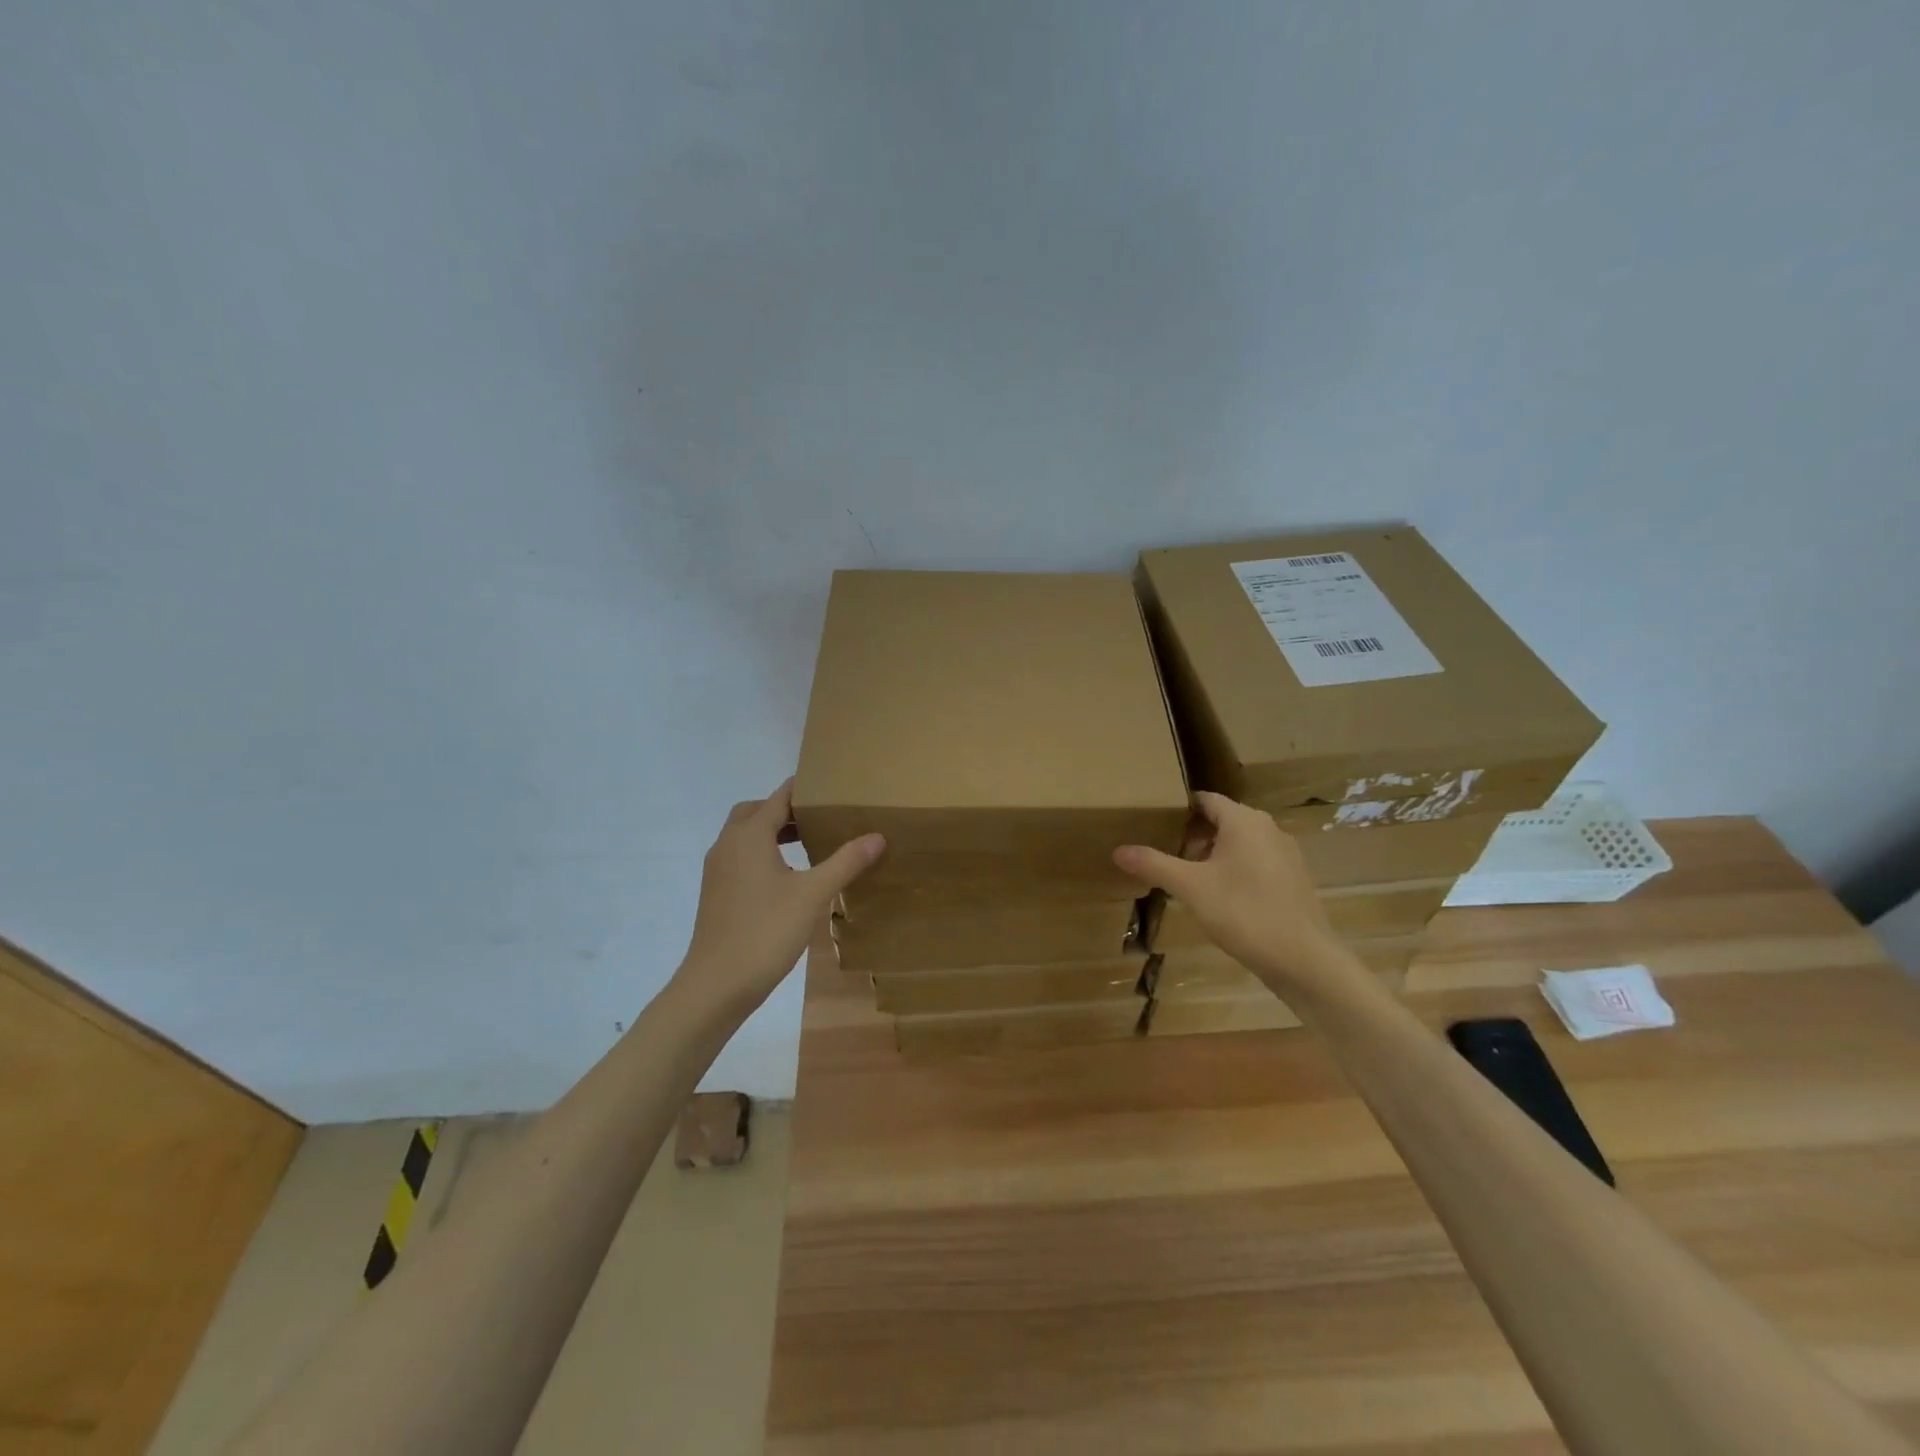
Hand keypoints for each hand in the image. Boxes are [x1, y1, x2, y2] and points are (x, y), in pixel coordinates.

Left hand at [675, 779, 884, 1011]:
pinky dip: (761, 853)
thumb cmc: (766, 931)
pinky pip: (740, 857)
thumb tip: (877, 836)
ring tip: (807, 843)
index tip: (831, 787)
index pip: (778, 797)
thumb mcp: (813, 894)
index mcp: (749, 836)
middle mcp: (728, 844)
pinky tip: (786, 877)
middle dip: (784, 809)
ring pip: (744, 835)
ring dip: (771, 832)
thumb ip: (845, 862)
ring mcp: (718, 870)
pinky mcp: (716, 892)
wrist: (716, 984)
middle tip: (817, 817)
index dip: (804, 789)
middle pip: (754, 811)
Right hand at [1114, 791, 1347, 989]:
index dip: (1179, 808)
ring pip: (1241, 842)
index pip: (1205, 800)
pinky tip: (1221, 897)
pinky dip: (1235, 869)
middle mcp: (1268, 829)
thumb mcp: (1191, 888)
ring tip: (1188, 876)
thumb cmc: (1244, 912)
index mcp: (1244, 821)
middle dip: (1193, 834)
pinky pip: (1257, 862)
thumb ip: (1154, 865)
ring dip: (1214, 854)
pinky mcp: (1294, 879)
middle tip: (1166, 852)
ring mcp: (1286, 854)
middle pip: (1223, 820)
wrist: (1304, 960)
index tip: (1155, 821)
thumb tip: (1118, 850)